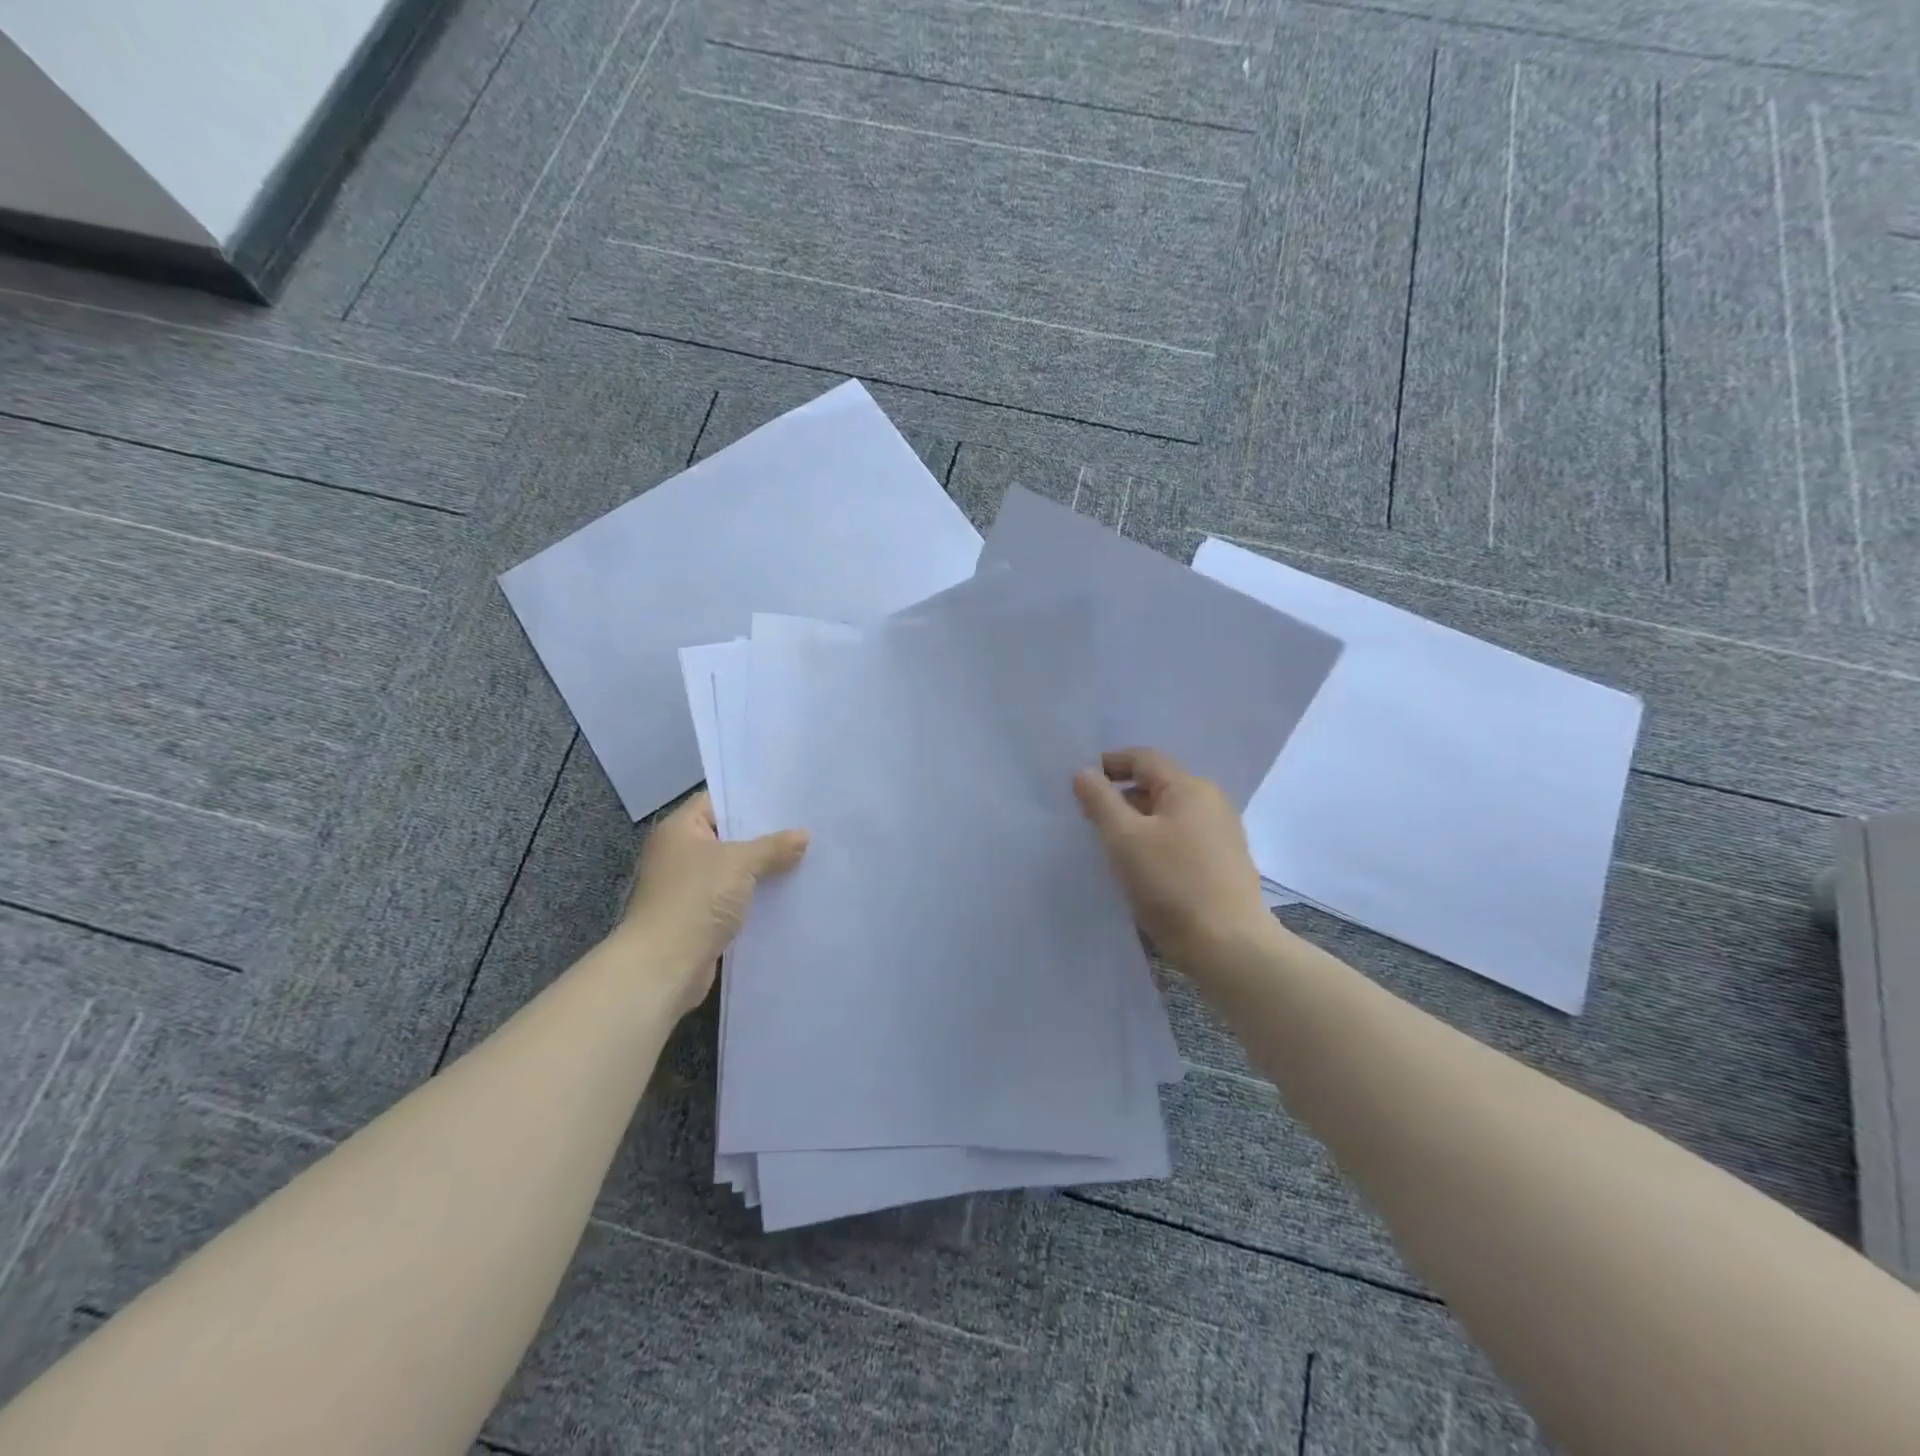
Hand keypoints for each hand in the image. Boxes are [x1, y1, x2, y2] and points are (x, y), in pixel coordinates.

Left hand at [612, 792, 808, 1014]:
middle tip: (803, 828)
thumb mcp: (740, 863)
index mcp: (680, 829)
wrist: (664, 966)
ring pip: (733, 870)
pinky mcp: (698, 918)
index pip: (716, 801)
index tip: (786, 800)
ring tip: (804, 859)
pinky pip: (733, 898)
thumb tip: (804, 835)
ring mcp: (687, 888)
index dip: (749, 799)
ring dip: (762, 869)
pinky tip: (787, 894)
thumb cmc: (696, 899)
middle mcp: (679, 854)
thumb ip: (773, 847)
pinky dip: (755, 897)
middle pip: (727, 836)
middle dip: (763, 836)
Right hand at [1073, 748, 1272, 977]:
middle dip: (1122, 795)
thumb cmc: (1171, 883)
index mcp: (1190, 788)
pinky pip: (1182, 838)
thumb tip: (1084, 772)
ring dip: (1138, 821)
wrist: (1228, 946)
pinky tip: (1141, 866)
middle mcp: (1211, 803)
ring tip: (1111, 845)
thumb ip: (1100, 801)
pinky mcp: (1224, 864)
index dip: (1111, 763)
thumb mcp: (1124, 838)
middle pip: (1159, 785)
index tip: (1081, 781)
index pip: (1145, 758)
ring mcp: (1222, 834)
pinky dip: (1157, 841)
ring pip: (1170, 814)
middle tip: (1090, 817)